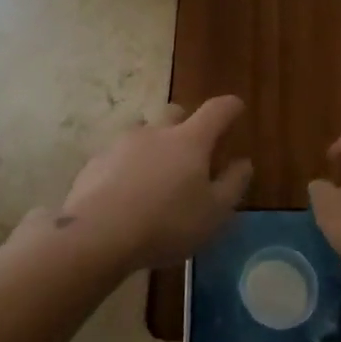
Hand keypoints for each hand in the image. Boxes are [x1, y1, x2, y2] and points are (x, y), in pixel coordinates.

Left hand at [56, 97, 251, 271]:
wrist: (97, 234)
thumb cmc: (166, 224)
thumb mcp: (213, 214)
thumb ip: (232, 185)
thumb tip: (243, 163)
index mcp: (190, 140)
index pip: (216, 110)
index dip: (230, 107)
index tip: (237, 107)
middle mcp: (157, 132)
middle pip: (175, 113)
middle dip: (186, 123)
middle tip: (191, 148)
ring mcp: (122, 144)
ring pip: (143, 132)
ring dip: (153, 145)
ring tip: (155, 174)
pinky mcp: (96, 161)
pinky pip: (118, 155)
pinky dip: (127, 166)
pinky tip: (125, 193)